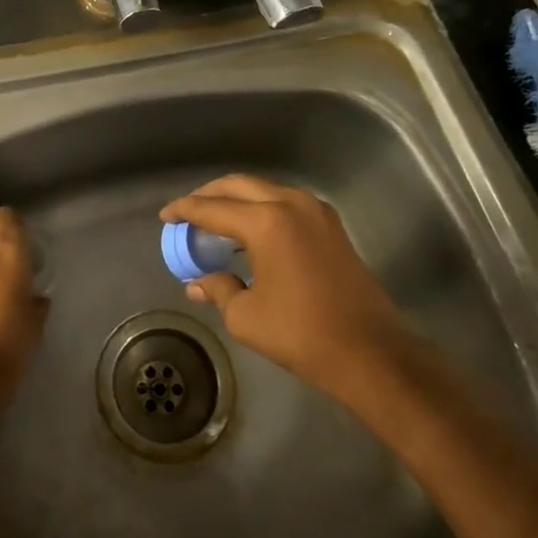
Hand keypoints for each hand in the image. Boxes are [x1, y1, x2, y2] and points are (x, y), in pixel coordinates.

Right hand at [160, 175, 414, 408]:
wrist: (371, 352)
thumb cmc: (302, 334)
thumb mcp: (246, 316)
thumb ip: (218, 289)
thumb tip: (198, 282)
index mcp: (266, 222)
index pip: (213, 208)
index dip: (185, 210)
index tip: (165, 216)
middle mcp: (291, 203)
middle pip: (238, 185)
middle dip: (209, 195)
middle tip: (187, 212)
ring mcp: (316, 211)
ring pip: (264, 189)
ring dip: (236, 199)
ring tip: (215, 220)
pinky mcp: (331, 225)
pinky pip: (285, 202)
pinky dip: (261, 207)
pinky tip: (249, 231)